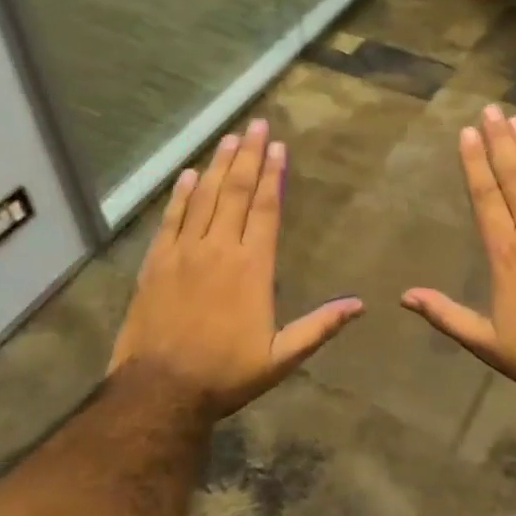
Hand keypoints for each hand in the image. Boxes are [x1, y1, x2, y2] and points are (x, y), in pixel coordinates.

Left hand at [108, 119, 362, 422]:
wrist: (160, 390)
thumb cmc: (225, 374)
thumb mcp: (280, 358)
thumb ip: (319, 327)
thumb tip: (359, 306)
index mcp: (252, 267)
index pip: (265, 209)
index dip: (273, 175)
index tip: (278, 147)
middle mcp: (219, 249)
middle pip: (236, 192)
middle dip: (248, 155)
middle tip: (256, 124)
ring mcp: (184, 252)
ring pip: (205, 197)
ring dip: (218, 165)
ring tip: (229, 138)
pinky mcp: (156, 262)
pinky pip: (171, 219)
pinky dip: (181, 194)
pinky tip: (189, 174)